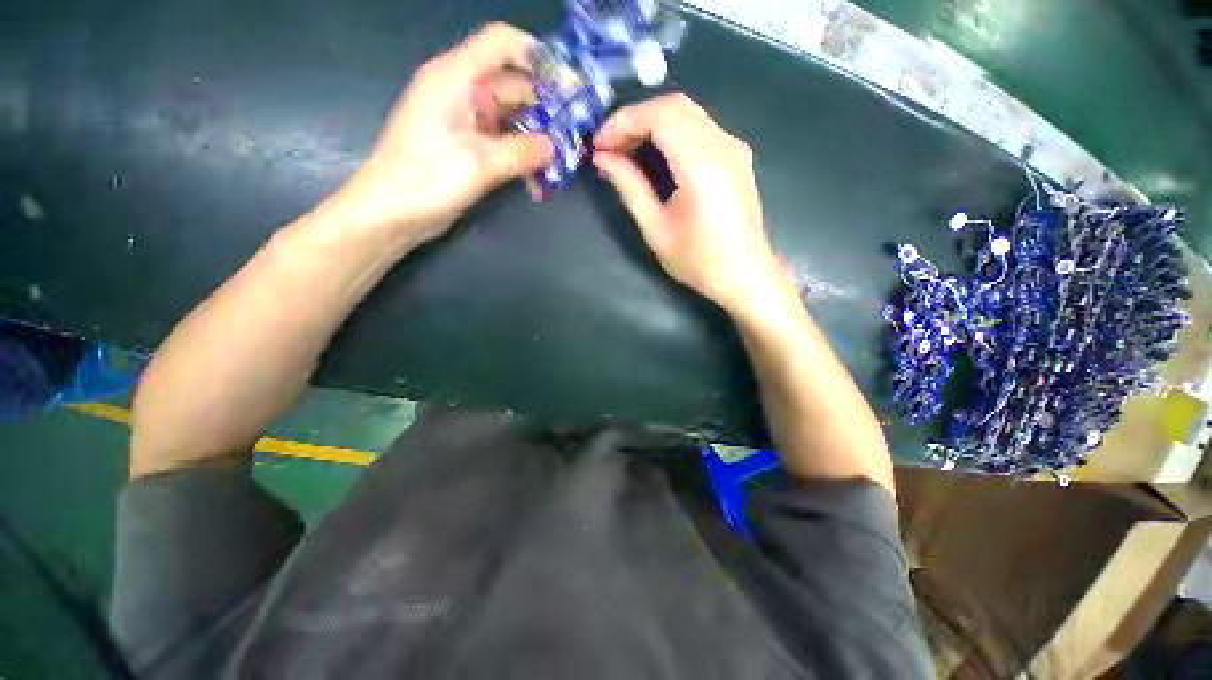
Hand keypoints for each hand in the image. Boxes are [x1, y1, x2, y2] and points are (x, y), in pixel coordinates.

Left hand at [328, 22, 554, 245]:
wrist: (391, 213)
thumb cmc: (426, 180)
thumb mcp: (479, 163)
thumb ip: (522, 152)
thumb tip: (555, 147)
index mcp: (455, 78)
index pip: (501, 44)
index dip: (537, 56)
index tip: (568, 84)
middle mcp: (461, 92)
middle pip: (512, 85)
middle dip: (545, 108)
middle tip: (575, 132)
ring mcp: (465, 122)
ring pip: (511, 118)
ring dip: (536, 139)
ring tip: (562, 161)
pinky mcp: (467, 147)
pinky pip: (503, 143)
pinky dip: (521, 157)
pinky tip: (537, 181)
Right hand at [593, 94, 781, 314]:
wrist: (743, 274)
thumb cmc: (698, 260)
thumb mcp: (655, 228)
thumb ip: (629, 187)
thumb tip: (604, 159)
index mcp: (702, 165)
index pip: (660, 116)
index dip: (624, 122)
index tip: (599, 144)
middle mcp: (722, 145)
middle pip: (675, 106)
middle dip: (635, 119)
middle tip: (610, 146)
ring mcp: (734, 148)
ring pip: (688, 113)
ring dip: (652, 124)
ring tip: (626, 150)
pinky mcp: (736, 156)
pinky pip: (700, 127)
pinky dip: (672, 132)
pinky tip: (655, 154)